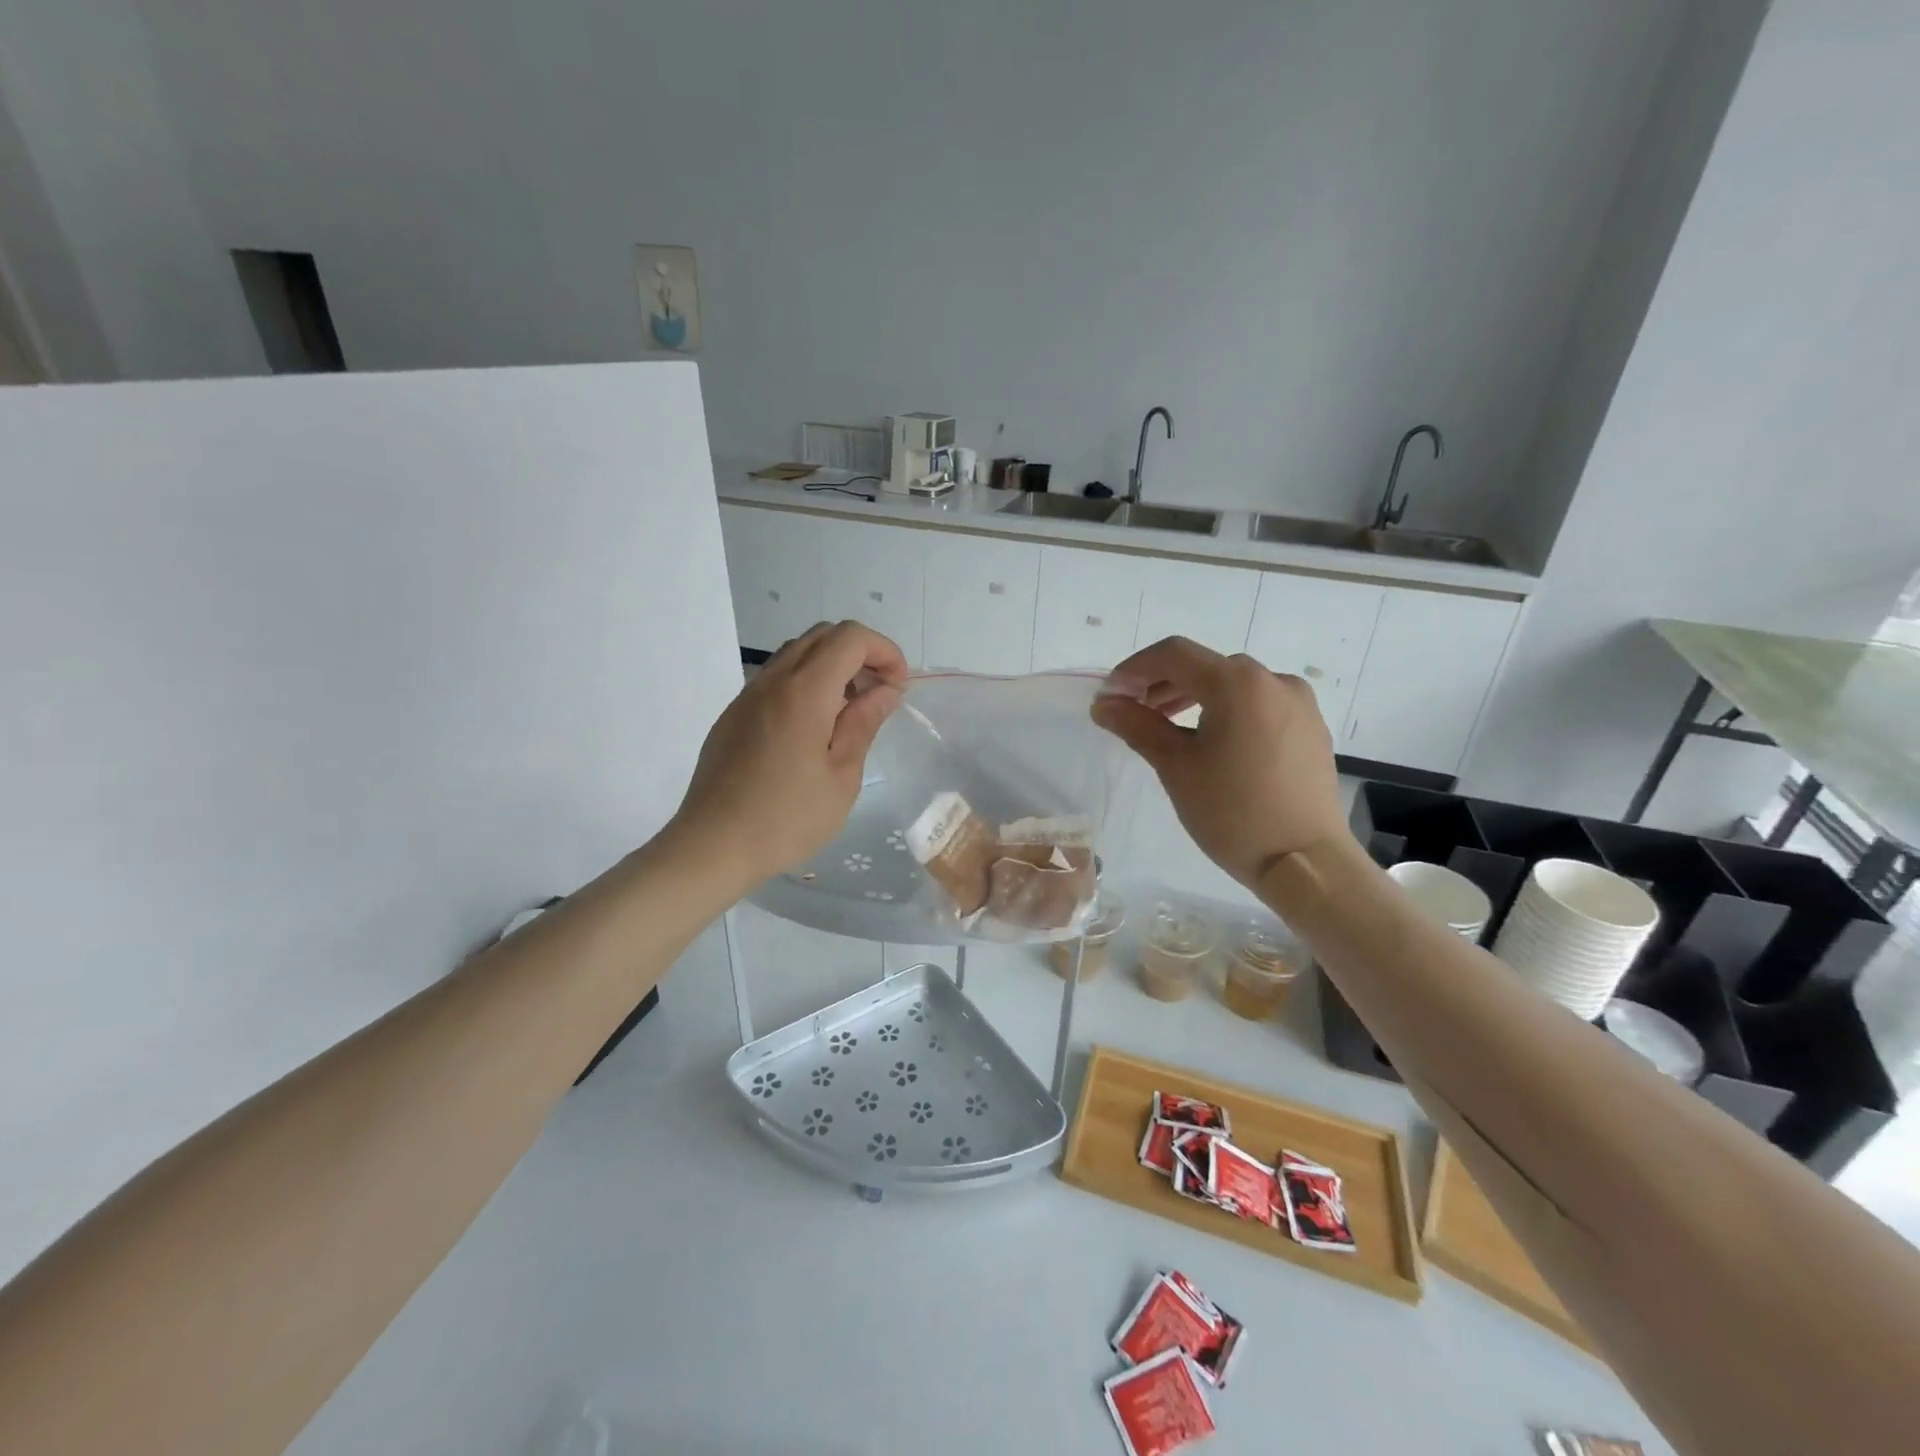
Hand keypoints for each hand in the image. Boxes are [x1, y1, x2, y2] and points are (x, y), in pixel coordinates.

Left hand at [671, 622, 906, 886]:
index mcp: (804, 692)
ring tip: (848, 713)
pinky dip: (805, 683)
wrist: (712, 846)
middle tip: (878, 696)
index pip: (851, 638)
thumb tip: (885, 690)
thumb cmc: (786, 819)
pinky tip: (813, 729)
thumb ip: (863, 724)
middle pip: (823, 635)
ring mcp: (747, 695)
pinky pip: (776, 678)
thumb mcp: (842, 777)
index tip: (898, 688)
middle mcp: (773, 681)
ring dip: (831, 667)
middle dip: (860, 654)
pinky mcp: (734, 715)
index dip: (884, 652)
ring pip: (797, 653)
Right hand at [1093, 637, 1349, 888]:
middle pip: (1205, 667)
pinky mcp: (1311, 727)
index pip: (1174, 654)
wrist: (1307, 863)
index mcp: (1238, 682)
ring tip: (1167, 728)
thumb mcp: (1176, 767)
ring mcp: (1299, 703)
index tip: (1109, 695)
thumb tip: (1104, 704)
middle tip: (1133, 713)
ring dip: (1194, 698)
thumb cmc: (1233, 812)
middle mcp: (1273, 680)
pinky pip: (1258, 705)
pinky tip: (1211, 743)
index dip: (1134, 668)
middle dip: (1162, 684)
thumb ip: (1137, 726)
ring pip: (1233, 685)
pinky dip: (1226, 712)